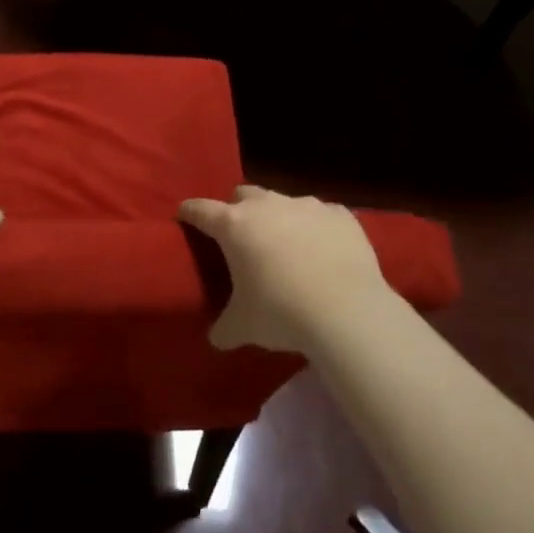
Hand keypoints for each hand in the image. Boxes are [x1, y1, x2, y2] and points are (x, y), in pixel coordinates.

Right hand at [178, 185, 396, 353]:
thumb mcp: (243, 326)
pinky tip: (325, 250)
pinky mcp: (341, 215)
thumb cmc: (281, 313)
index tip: (185, 215)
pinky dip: (318, 227)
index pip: (201, 209)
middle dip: (238, 210)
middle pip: (243, 194)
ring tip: (288, 246)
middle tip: (243, 238)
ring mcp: (307, 205)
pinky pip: (323, 214)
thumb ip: (224, 327)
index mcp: (234, 225)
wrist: (348, 311)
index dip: (190, 212)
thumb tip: (216, 338)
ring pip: (284, 201)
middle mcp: (267, 205)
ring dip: (280, 218)